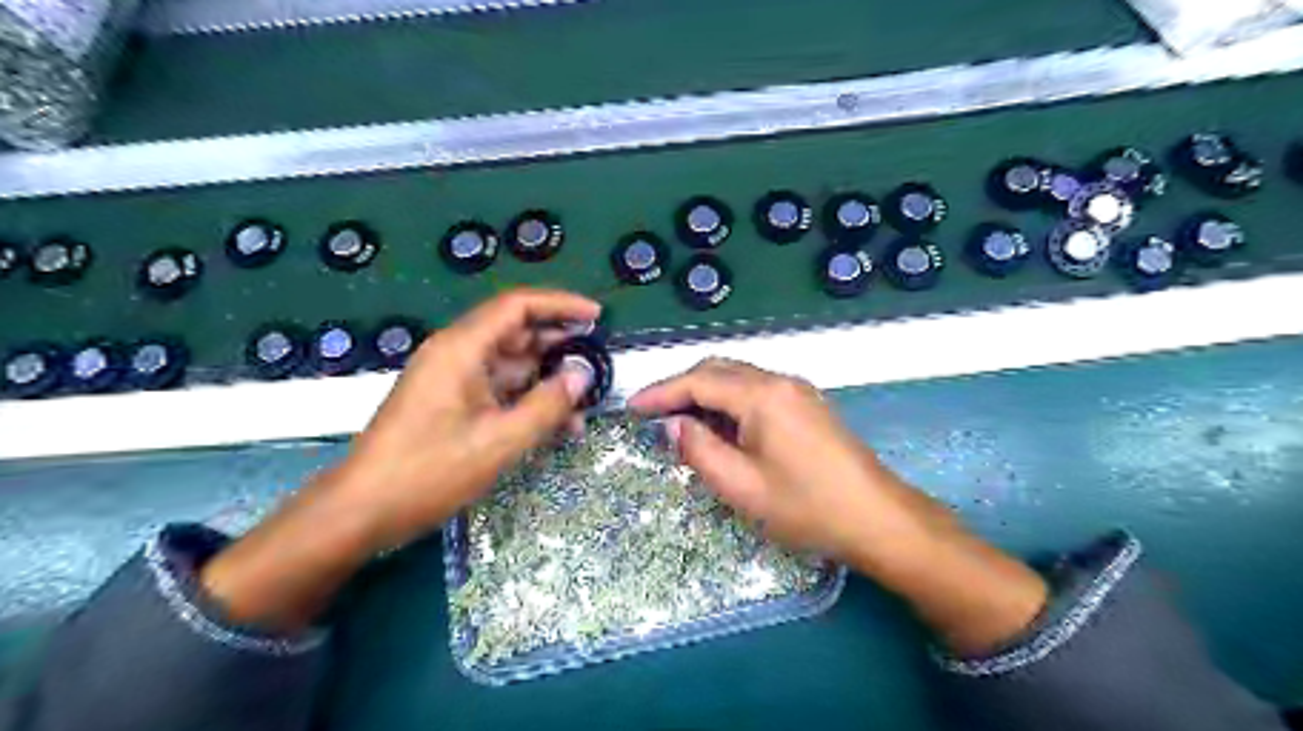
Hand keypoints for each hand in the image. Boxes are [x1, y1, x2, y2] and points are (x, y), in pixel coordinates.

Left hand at [322, 289, 602, 551]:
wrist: (362, 511)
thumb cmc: (429, 472)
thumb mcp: (499, 441)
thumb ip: (547, 405)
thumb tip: (582, 375)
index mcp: (461, 348)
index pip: (517, 306)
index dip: (561, 305)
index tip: (597, 317)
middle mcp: (457, 354)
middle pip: (517, 334)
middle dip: (560, 348)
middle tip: (599, 366)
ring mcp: (453, 379)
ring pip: (512, 366)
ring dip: (547, 383)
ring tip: (584, 408)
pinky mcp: (452, 403)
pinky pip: (499, 391)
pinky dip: (527, 402)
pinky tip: (556, 427)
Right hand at [625, 359, 942, 558]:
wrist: (877, 518)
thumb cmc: (806, 506)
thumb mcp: (742, 486)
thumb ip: (700, 450)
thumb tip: (675, 425)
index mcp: (762, 395)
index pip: (699, 381)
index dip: (662, 392)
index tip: (632, 407)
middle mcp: (780, 381)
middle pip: (719, 370)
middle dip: (682, 387)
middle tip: (652, 414)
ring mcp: (798, 391)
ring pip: (738, 378)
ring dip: (705, 394)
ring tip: (679, 422)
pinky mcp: (807, 405)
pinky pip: (757, 391)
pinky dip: (729, 402)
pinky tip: (720, 427)